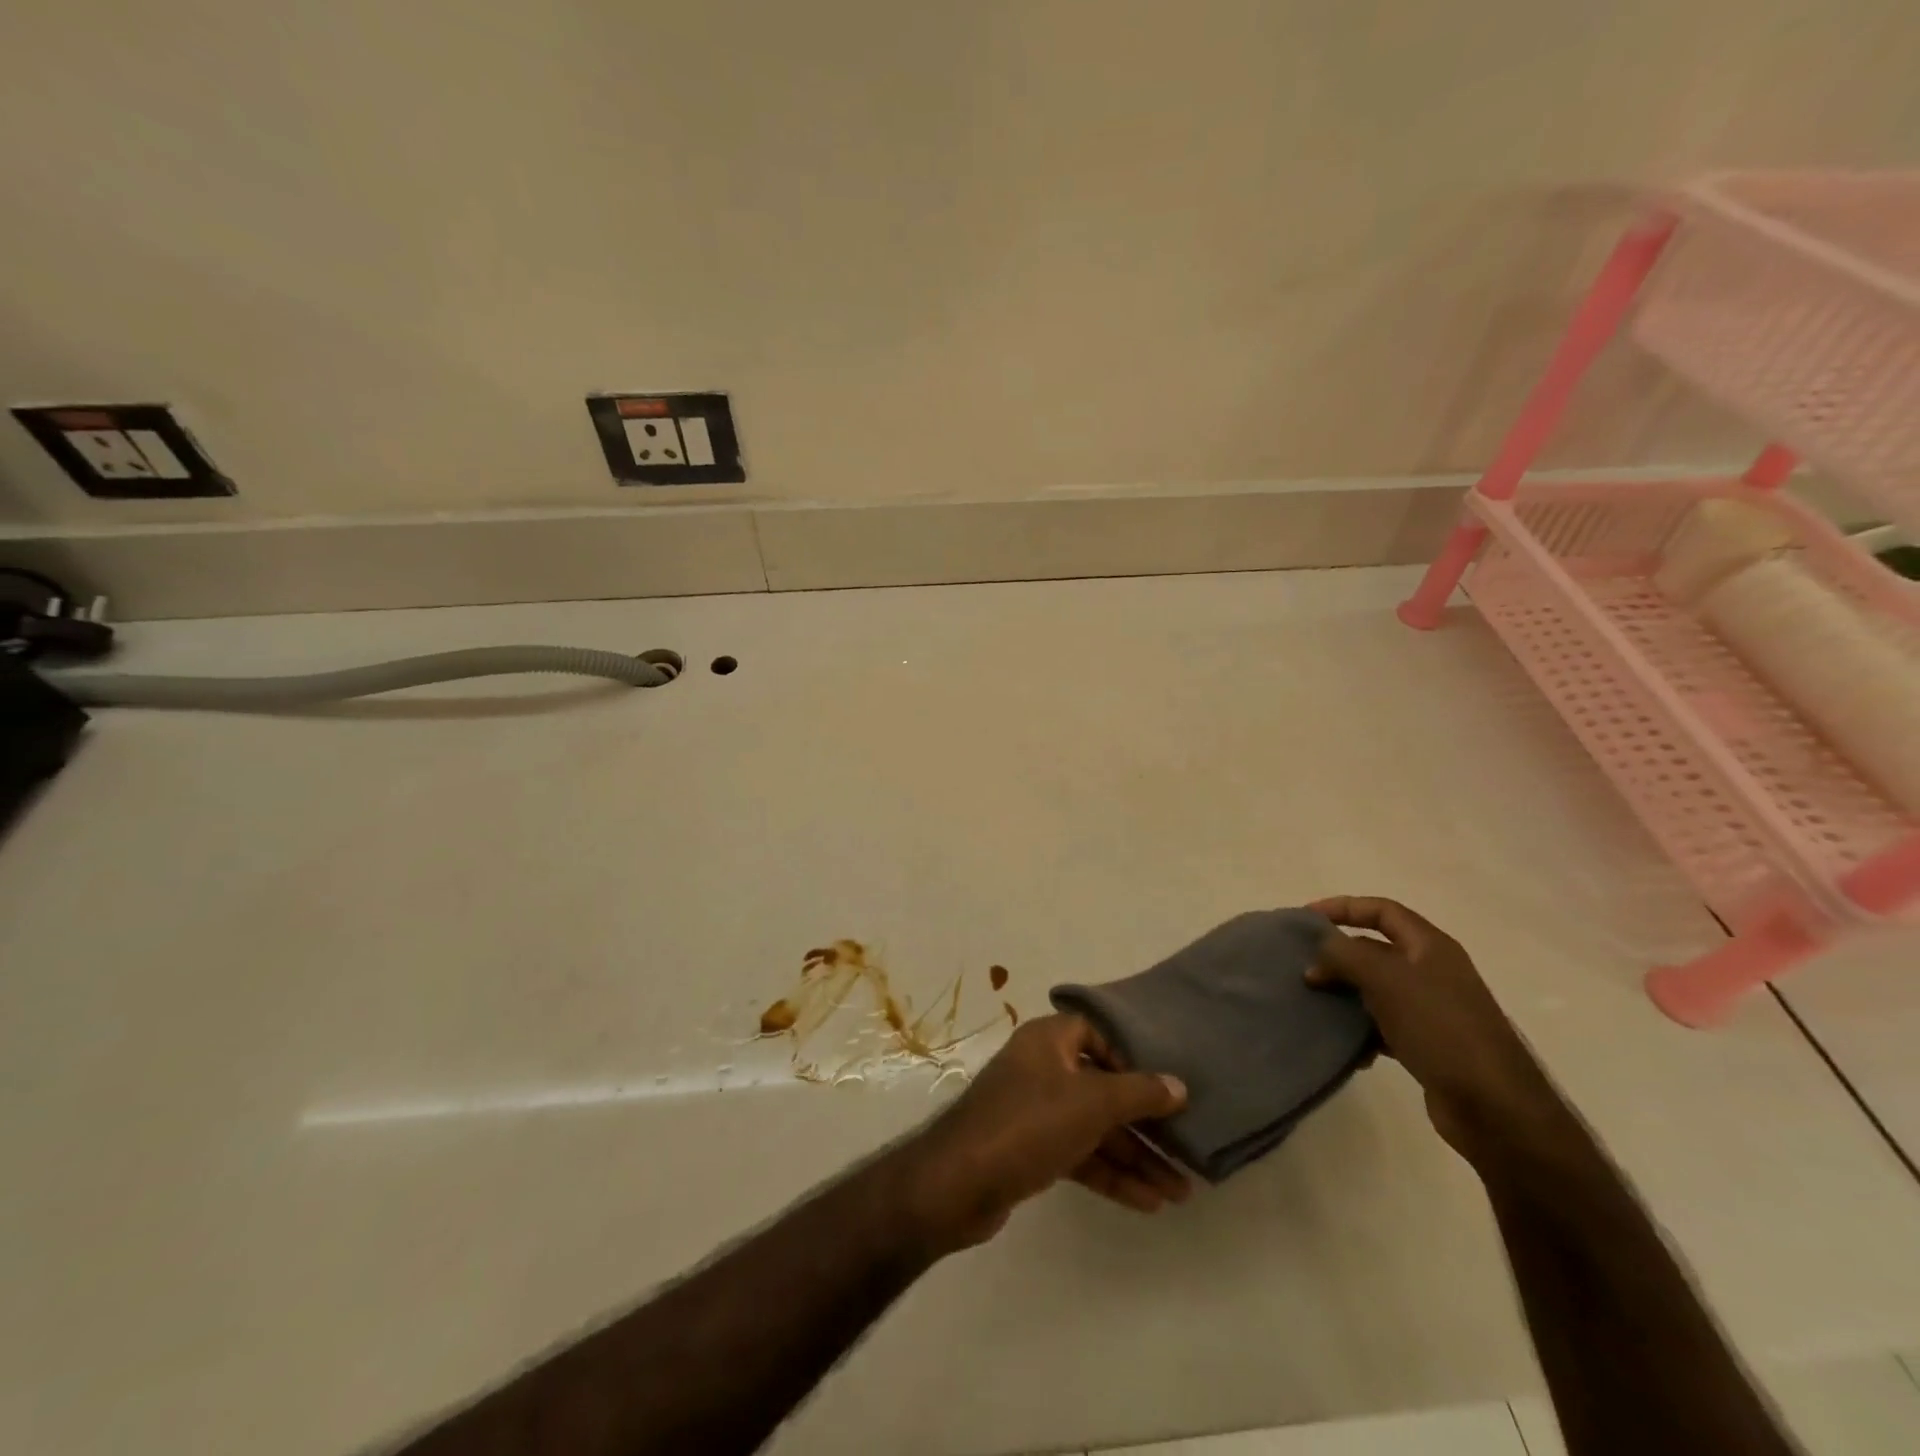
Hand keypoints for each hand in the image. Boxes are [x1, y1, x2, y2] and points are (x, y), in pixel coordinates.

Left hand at [897, 1014, 1189, 1253]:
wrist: (960, 1182)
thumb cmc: (1029, 1122)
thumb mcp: (1091, 1103)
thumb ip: (1138, 1093)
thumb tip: (1179, 1086)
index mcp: (1047, 1041)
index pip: (1093, 1032)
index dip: (1126, 1055)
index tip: (1155, 1084)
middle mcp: (1040, 1068)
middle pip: (1101, 1088)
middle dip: (1143, 1123)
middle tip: (1185, 1151)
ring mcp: (1033, 1112)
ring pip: (1093, 1128)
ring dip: (1134, 1156)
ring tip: (1180, 1191)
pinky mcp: (1030, 1151)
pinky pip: (1079, 1154)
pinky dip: (1110, 1174)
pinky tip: (1148, 1202)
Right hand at [1307, 897, 1568, 1166]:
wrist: (1494, 1107)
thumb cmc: (1440, 1028)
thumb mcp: (1386, 980)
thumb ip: (1345, 956)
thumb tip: (1318, 954)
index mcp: (1431, 947)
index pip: (1382, 910)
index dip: (1344, 907)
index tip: (1307, 917)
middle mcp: (1433, 972)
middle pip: (1376, 949)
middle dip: (1338, 955)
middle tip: (1304, 968)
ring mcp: (1433, 1010)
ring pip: (1376, 989)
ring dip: (1345, 994)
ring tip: (1315, 1004)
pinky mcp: (1429, 1045)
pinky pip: (1384, 1025)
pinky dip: (1362, 1030)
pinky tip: (1347, 1046)